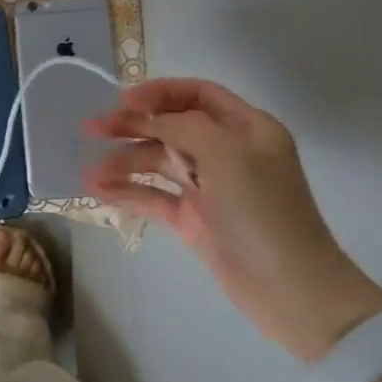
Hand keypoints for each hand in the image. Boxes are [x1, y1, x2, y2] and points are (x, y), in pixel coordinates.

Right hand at [85, 77, 381, 361]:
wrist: (290, 289)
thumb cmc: (262, 211)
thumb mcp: (225, 154)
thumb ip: (181, 125)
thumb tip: (145, 116)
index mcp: (247, 128)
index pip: (198, 95)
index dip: (159, 92)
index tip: (122, 100)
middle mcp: (228, 152)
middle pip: (172, 126)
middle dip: (132, 124)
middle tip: (92, 127)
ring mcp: (210, 188)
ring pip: (159, 163)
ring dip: (124, 162)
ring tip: (91, 172)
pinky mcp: (194, 220)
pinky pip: (155, 196)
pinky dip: (128, 191)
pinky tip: (98, 191)